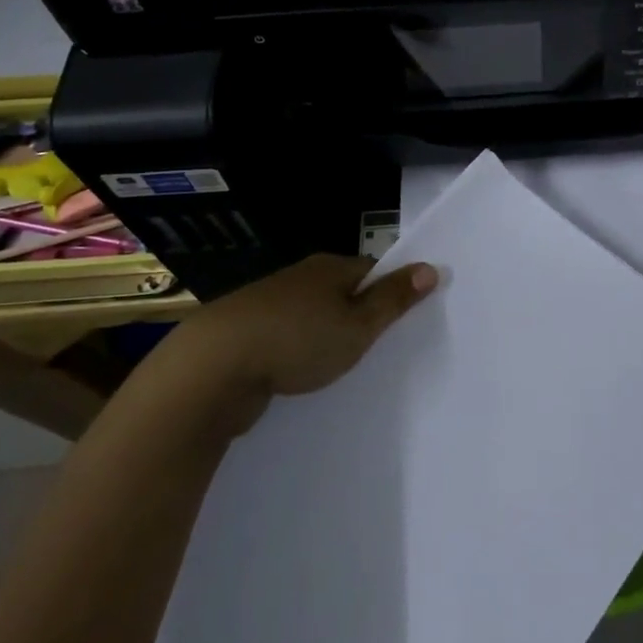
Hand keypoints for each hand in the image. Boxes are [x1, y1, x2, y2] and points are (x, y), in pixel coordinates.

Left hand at [185, 253, 437, 397]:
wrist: (211, 368)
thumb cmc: (296, 340)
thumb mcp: (357, 326)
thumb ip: (393, 300)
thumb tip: (431, 267)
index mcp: (330, 268)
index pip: (372, 271)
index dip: (390, 292)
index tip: (404, 320)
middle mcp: (300, 278)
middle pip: (342, 291)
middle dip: (358, 315)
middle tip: (378, 346)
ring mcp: (268, 304)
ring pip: (311, 316)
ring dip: (324, 335)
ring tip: (341, 365)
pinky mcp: (245, 332)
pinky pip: (285, 337)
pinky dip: (297, 351)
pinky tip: (300, 375)